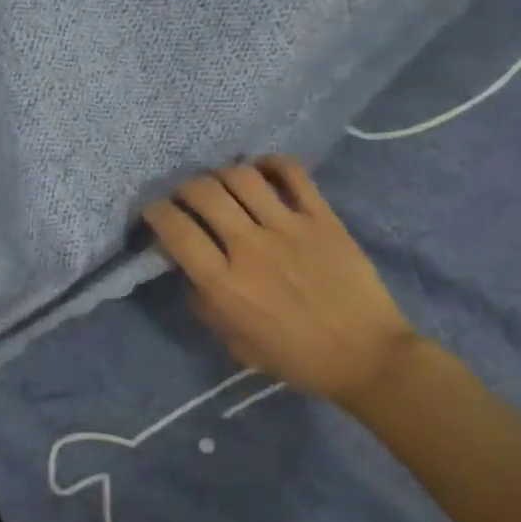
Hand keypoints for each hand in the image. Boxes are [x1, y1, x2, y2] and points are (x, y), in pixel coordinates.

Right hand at [144, 157, 419, 403]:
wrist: (366, 356)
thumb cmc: (297, 358)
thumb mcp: (237, 346)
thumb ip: (207, 308)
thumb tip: (192, 276)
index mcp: (225, 285)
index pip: (176, 231)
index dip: (156, 213)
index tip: (154, 211)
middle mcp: (250, 247)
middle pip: (204, 193)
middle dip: (184, 188)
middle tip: (187, 196)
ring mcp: (288, 227)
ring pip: (242, 176)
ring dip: (222, 174)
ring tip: (223, 184)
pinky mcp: (322, 217)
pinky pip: (292, 173)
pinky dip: (271, 163)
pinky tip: (263, 171)